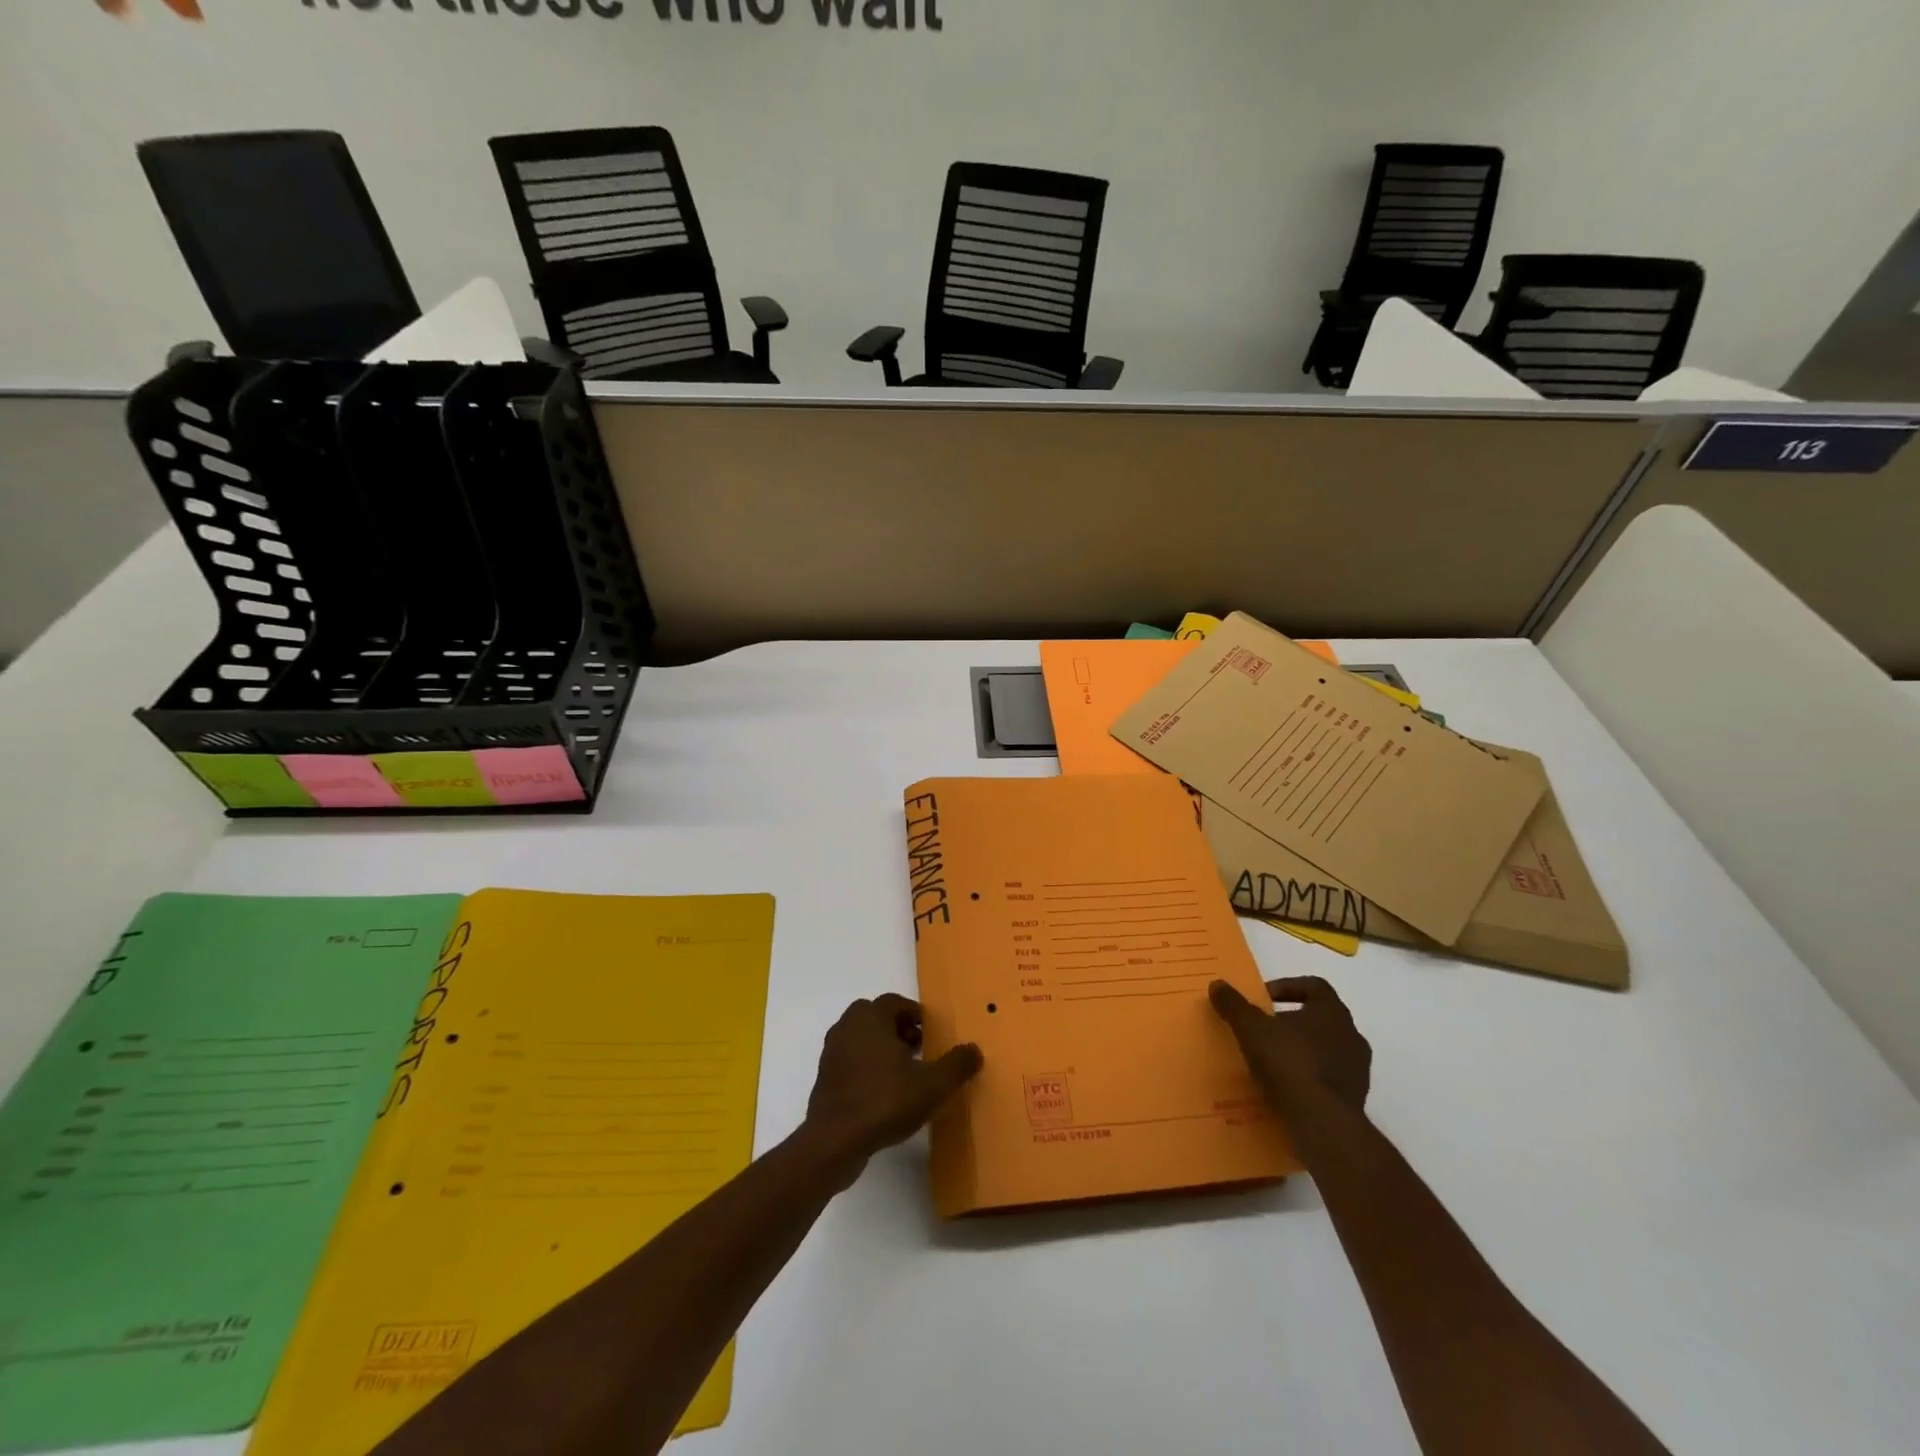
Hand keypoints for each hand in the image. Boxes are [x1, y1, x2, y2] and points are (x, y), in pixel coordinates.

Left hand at [803, 995, 981, 1180]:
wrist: (835, 1141)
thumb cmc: (885, 1101)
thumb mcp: (932, 1085)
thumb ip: (956, 1065)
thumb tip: (974, 1049)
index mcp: (871, 1017)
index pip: (895, 1002)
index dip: (915, 1014)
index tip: (931, 1032)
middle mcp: (848, 1026)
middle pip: (877, 1017)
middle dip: (899, 1029)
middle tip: (919, 1049)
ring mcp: (832, 1052)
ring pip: (862, 1038)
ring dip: (883, 1048)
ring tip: (905, 1074)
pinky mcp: (825, 1078)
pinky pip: (851, 1061)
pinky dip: (867, 1067)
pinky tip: (883, 1093)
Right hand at [1210, 977, 1370, 1133]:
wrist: (1323, 1124)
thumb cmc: (1289, 1063)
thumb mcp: (1251, 1029)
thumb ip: (1234, 1005)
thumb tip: (1217, 984)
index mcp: (1332, 1012)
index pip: (1315, 986)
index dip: (1288, 987)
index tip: (1264, 998)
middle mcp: (1351, 1036)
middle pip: (1320, 1018)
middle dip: (1291, 1021)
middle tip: (1263, 1029)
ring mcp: (1357, 1069)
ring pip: (1325, 1049)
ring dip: (1300, 1050)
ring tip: (1271, 1061)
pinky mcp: (1354, 1098)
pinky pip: (1326, 1078)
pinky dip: (1307, 1077)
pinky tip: (1284, 1087)